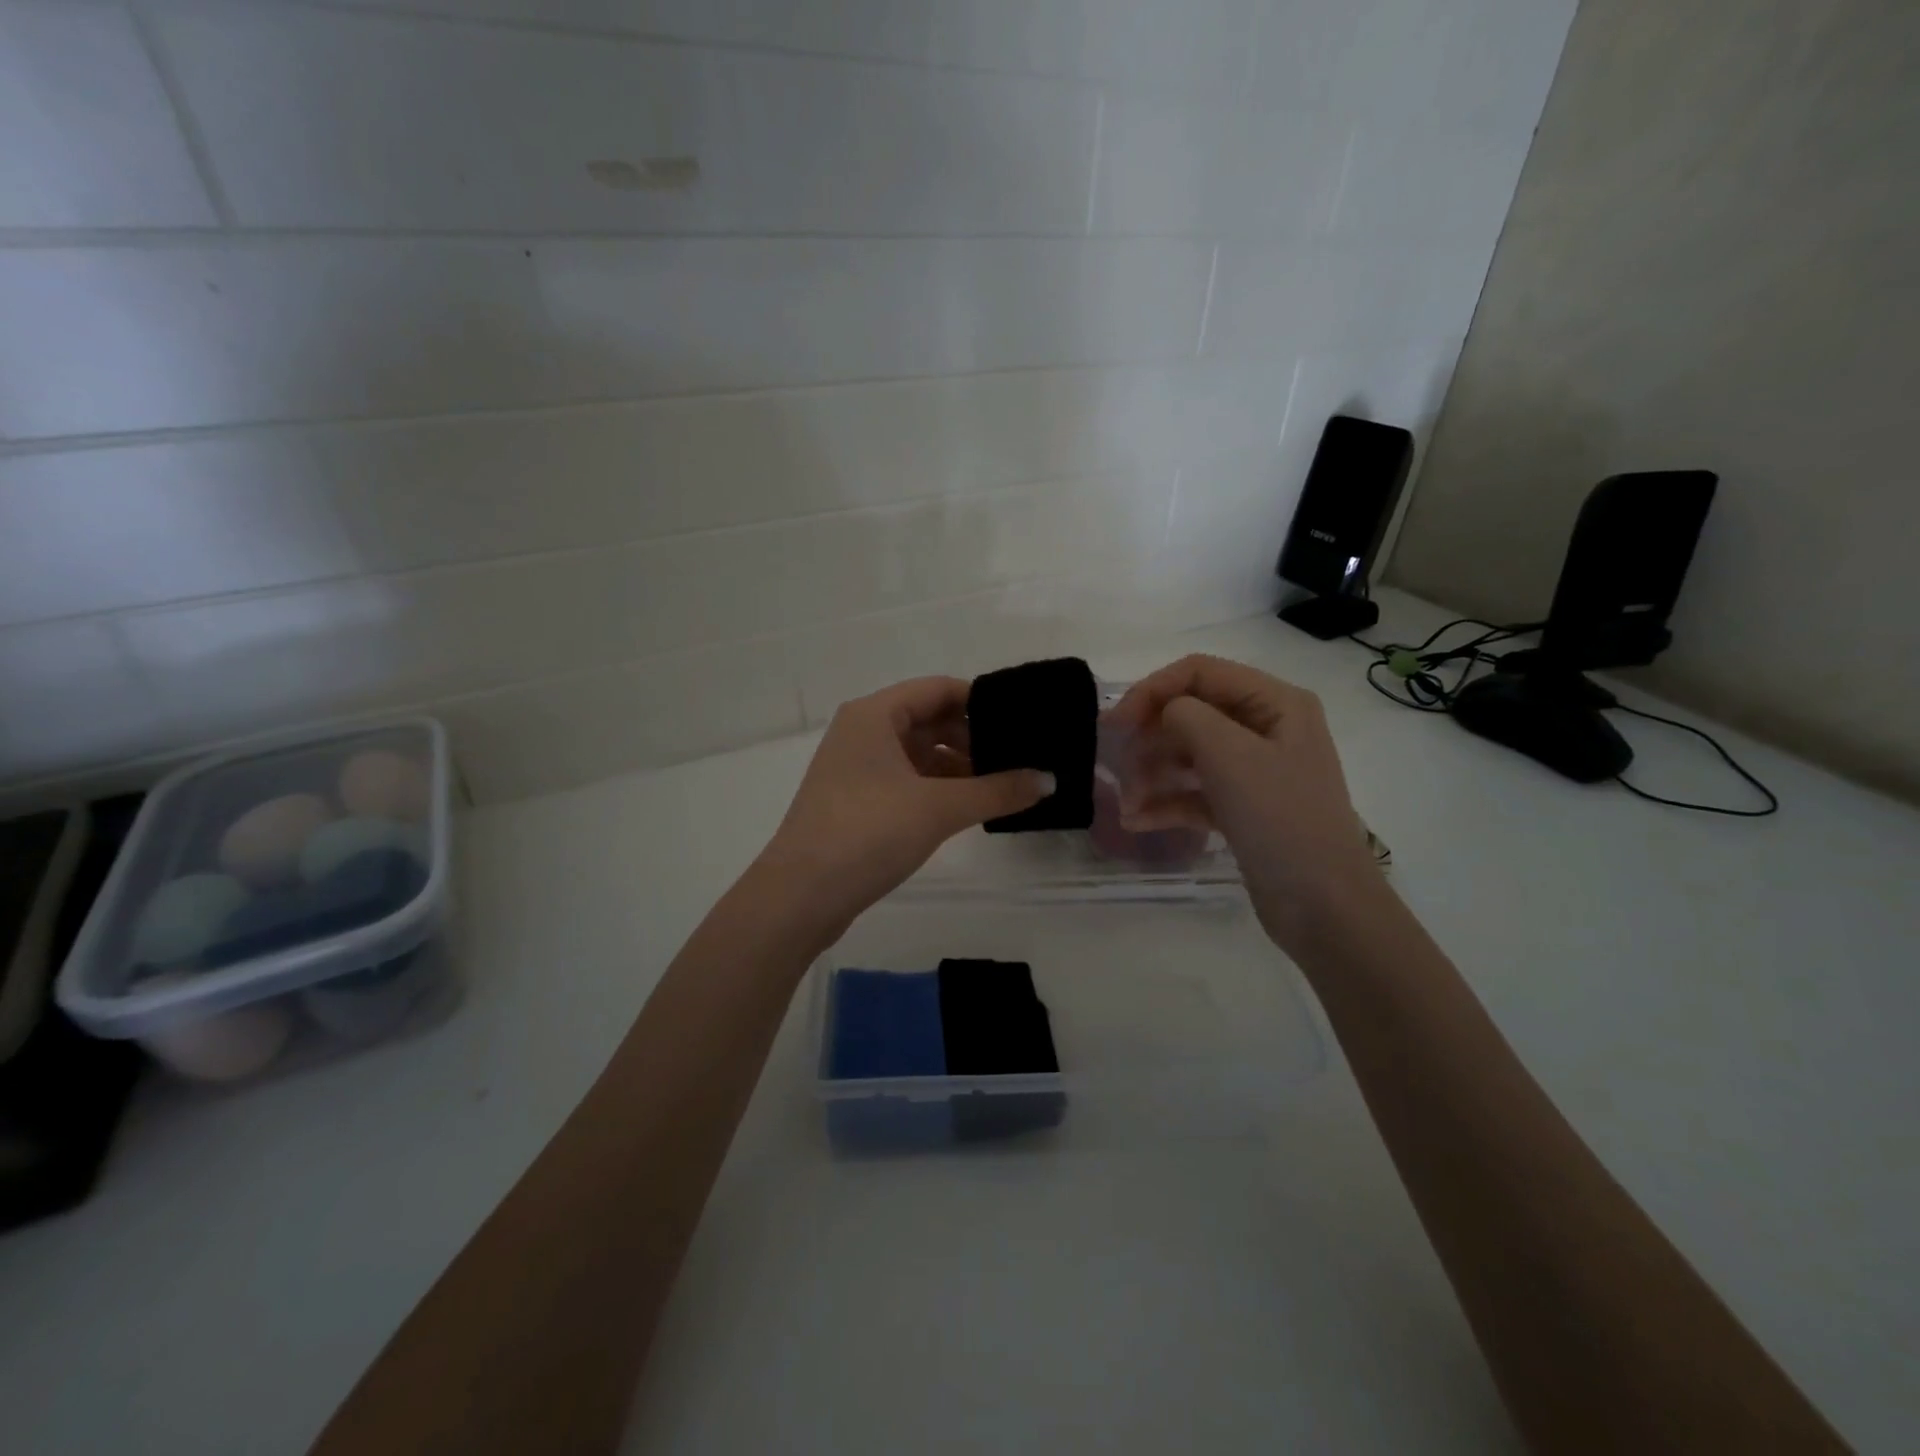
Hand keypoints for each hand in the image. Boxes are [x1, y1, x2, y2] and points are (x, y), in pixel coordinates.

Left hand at [757, 677, 1052, 935]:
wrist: (800, 896)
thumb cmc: (867, 833)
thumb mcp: (939, 808)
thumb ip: (997, 791)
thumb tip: (1050, 780)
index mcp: (875, 714)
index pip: (939, 689)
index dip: (982, 702)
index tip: (1023, 722)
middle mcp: (862, 732)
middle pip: (929, 720)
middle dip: (973, 738)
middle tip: (1020, 758)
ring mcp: (856, 767)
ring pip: (918, 753)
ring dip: (958, 767)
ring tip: (1003, 785)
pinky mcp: (856, 800)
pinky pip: (906, 780)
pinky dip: (937, 788)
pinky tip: (969, 807)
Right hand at [1108, 655, 1381, 946]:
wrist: (1323, 906)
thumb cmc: (1280, 818)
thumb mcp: (1229, 755)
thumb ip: (1186, 716)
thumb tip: (1165, 714)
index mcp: (1275, 702)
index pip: (1199, 673)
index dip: (1152, 690)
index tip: (1116, 723)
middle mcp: (1266, 728)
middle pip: (1191, 714)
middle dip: (1150, 738)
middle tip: (1117, 764)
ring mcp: (1255, 771)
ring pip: (1188, 755)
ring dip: (1152, 774)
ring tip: (1127, 803)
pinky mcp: (1243, 808)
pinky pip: (1195, 792)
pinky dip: (1166, 803)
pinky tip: (1136, 820)